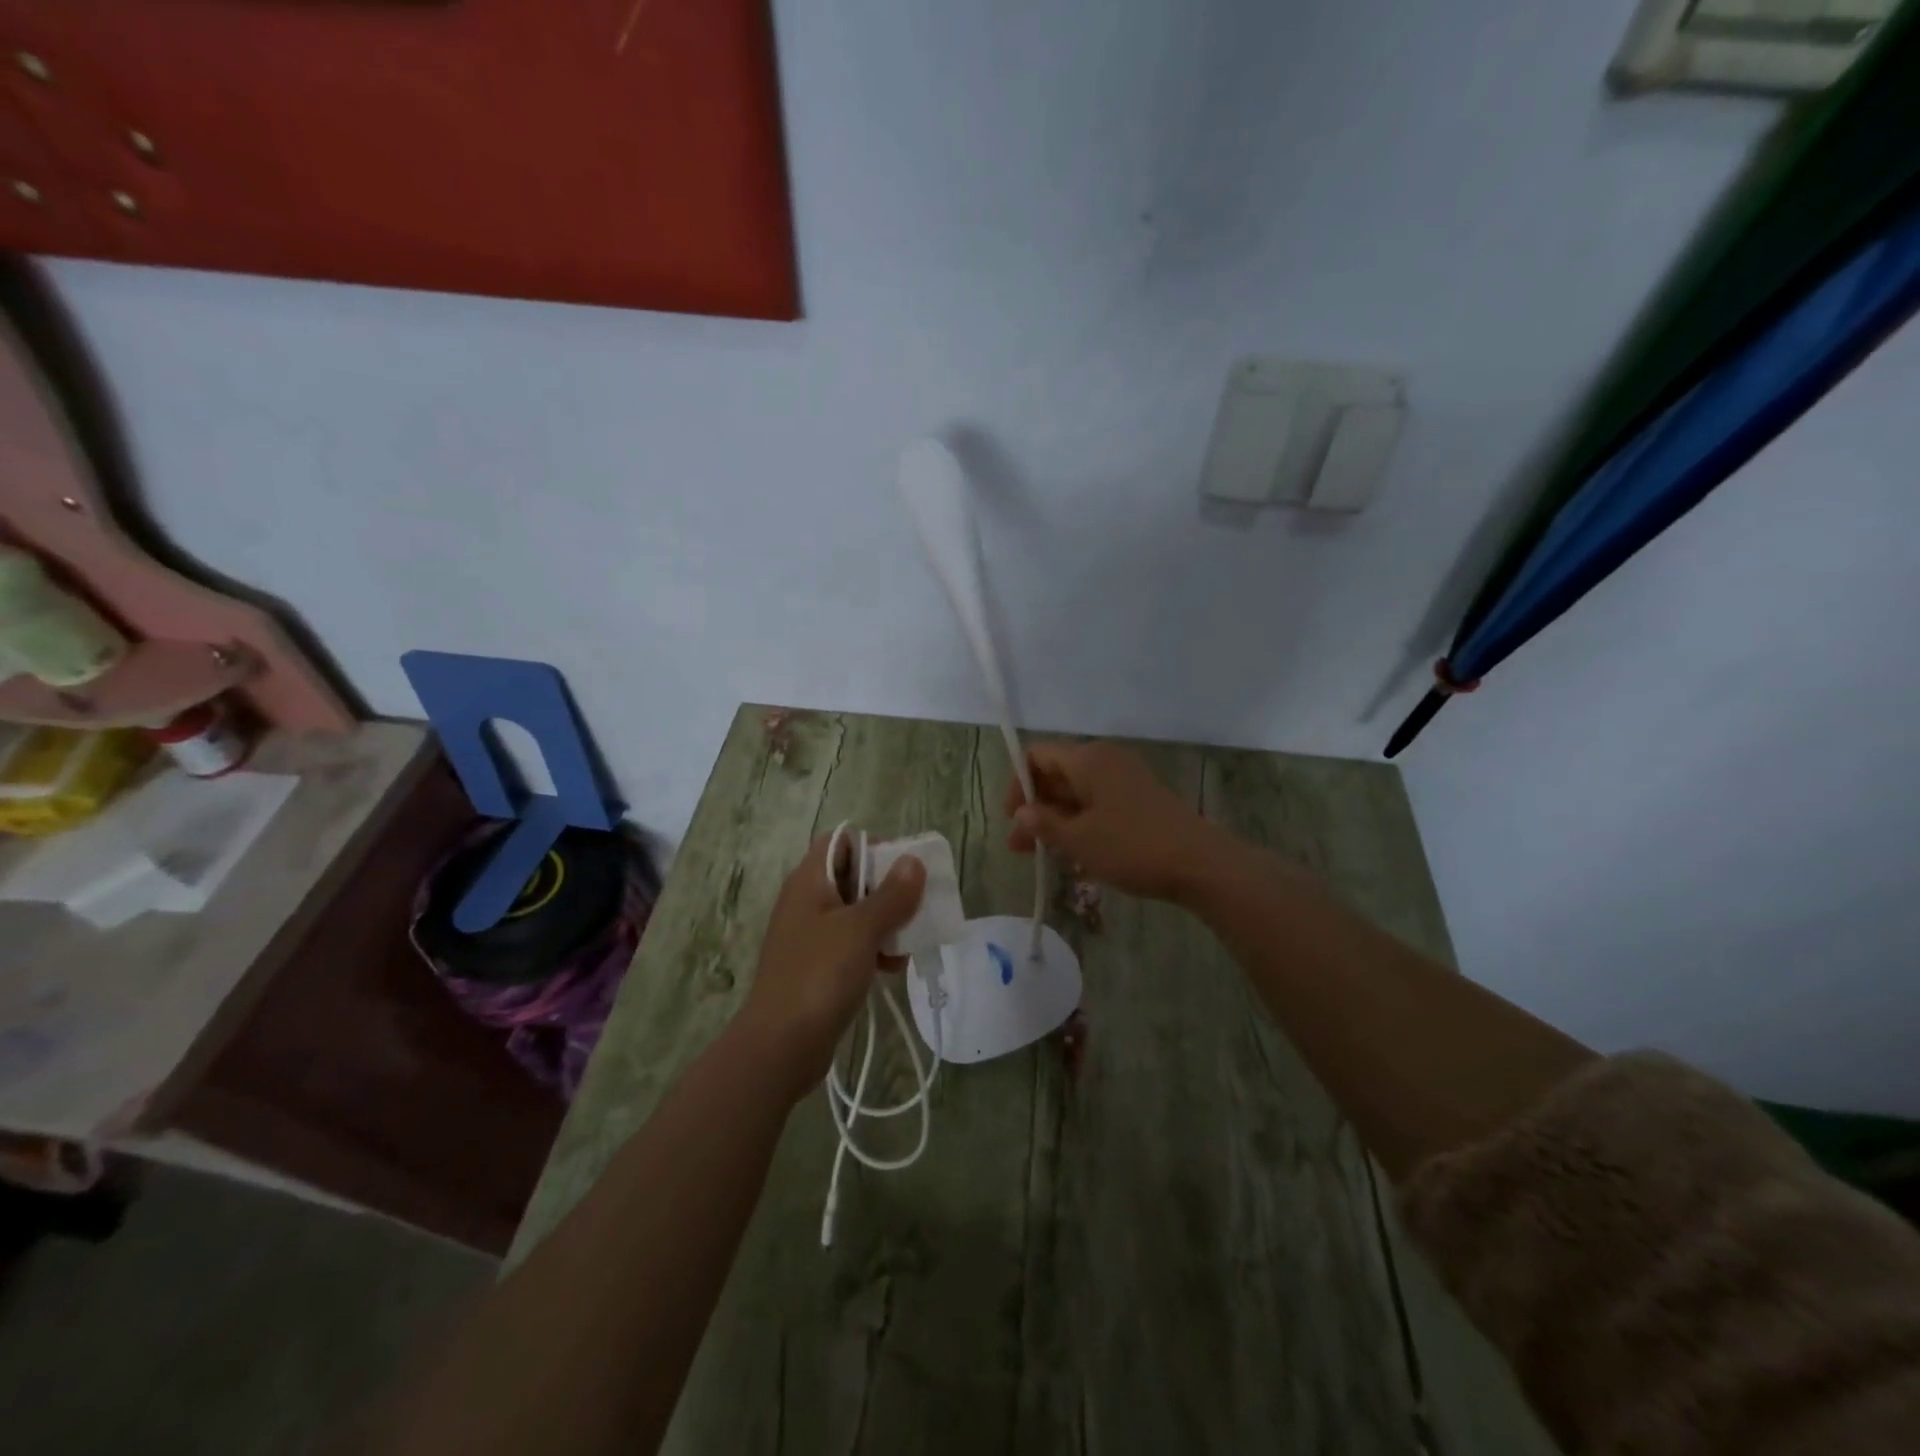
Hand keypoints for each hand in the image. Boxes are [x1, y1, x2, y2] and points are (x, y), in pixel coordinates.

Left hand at [737, 835, 925, 1099]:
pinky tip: (892, 969)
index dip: (872, 846)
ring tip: (908, 942)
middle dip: (887, 888)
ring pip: (856, 913)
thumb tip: (912, 860)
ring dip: (885, 922)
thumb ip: (891, 895)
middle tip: (916, 905)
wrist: (780, 1045)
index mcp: (809, 880)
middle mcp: (807, 901)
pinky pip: (851, 944)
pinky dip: (873, 949)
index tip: (903, 868)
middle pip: (852, 876)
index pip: (841, 841)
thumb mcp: (861, 930)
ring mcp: (810, 935)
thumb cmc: (820, 975)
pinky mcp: (817, 966)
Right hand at [1005, 741, 1225, 901]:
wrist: (1200, 864)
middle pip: (1056, 774)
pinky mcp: (1139, 799)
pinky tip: (1073, 854)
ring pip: (1077, 792)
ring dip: (1055, 819)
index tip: (1012, 819)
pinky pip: (1098, 803)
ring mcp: (1125, 779)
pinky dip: (1080, 823)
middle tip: (1019, 846)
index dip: (1017, 784)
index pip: (1036, 755)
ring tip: (1040, 854)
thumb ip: (1044, 823)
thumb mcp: (1079, 840)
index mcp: (1087, 759)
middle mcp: (1105, 760)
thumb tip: (1022, 811)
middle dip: (1034, 807)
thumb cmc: (1132, 847)